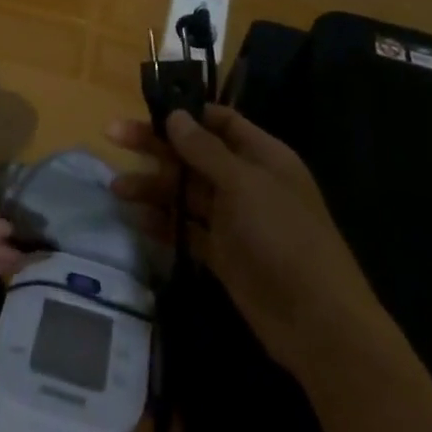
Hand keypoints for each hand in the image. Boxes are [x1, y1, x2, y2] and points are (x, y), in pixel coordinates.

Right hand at [109, 107, 431, 431]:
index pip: (219, 121)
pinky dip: (164, 223)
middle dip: (156, 145)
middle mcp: (246, 181)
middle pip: (194, 154)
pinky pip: (188, 230)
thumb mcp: (243, 184)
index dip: (185, 113)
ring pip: (186, 192)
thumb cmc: (284, 237)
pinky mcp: (223, 254)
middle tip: (113, 135)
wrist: (318, 323)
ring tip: (116, 188)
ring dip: (153, 187)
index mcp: (261, 155)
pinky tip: (136, 219)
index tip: (147, 107)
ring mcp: (234, 219)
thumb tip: (175, 115)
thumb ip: (205, 150)